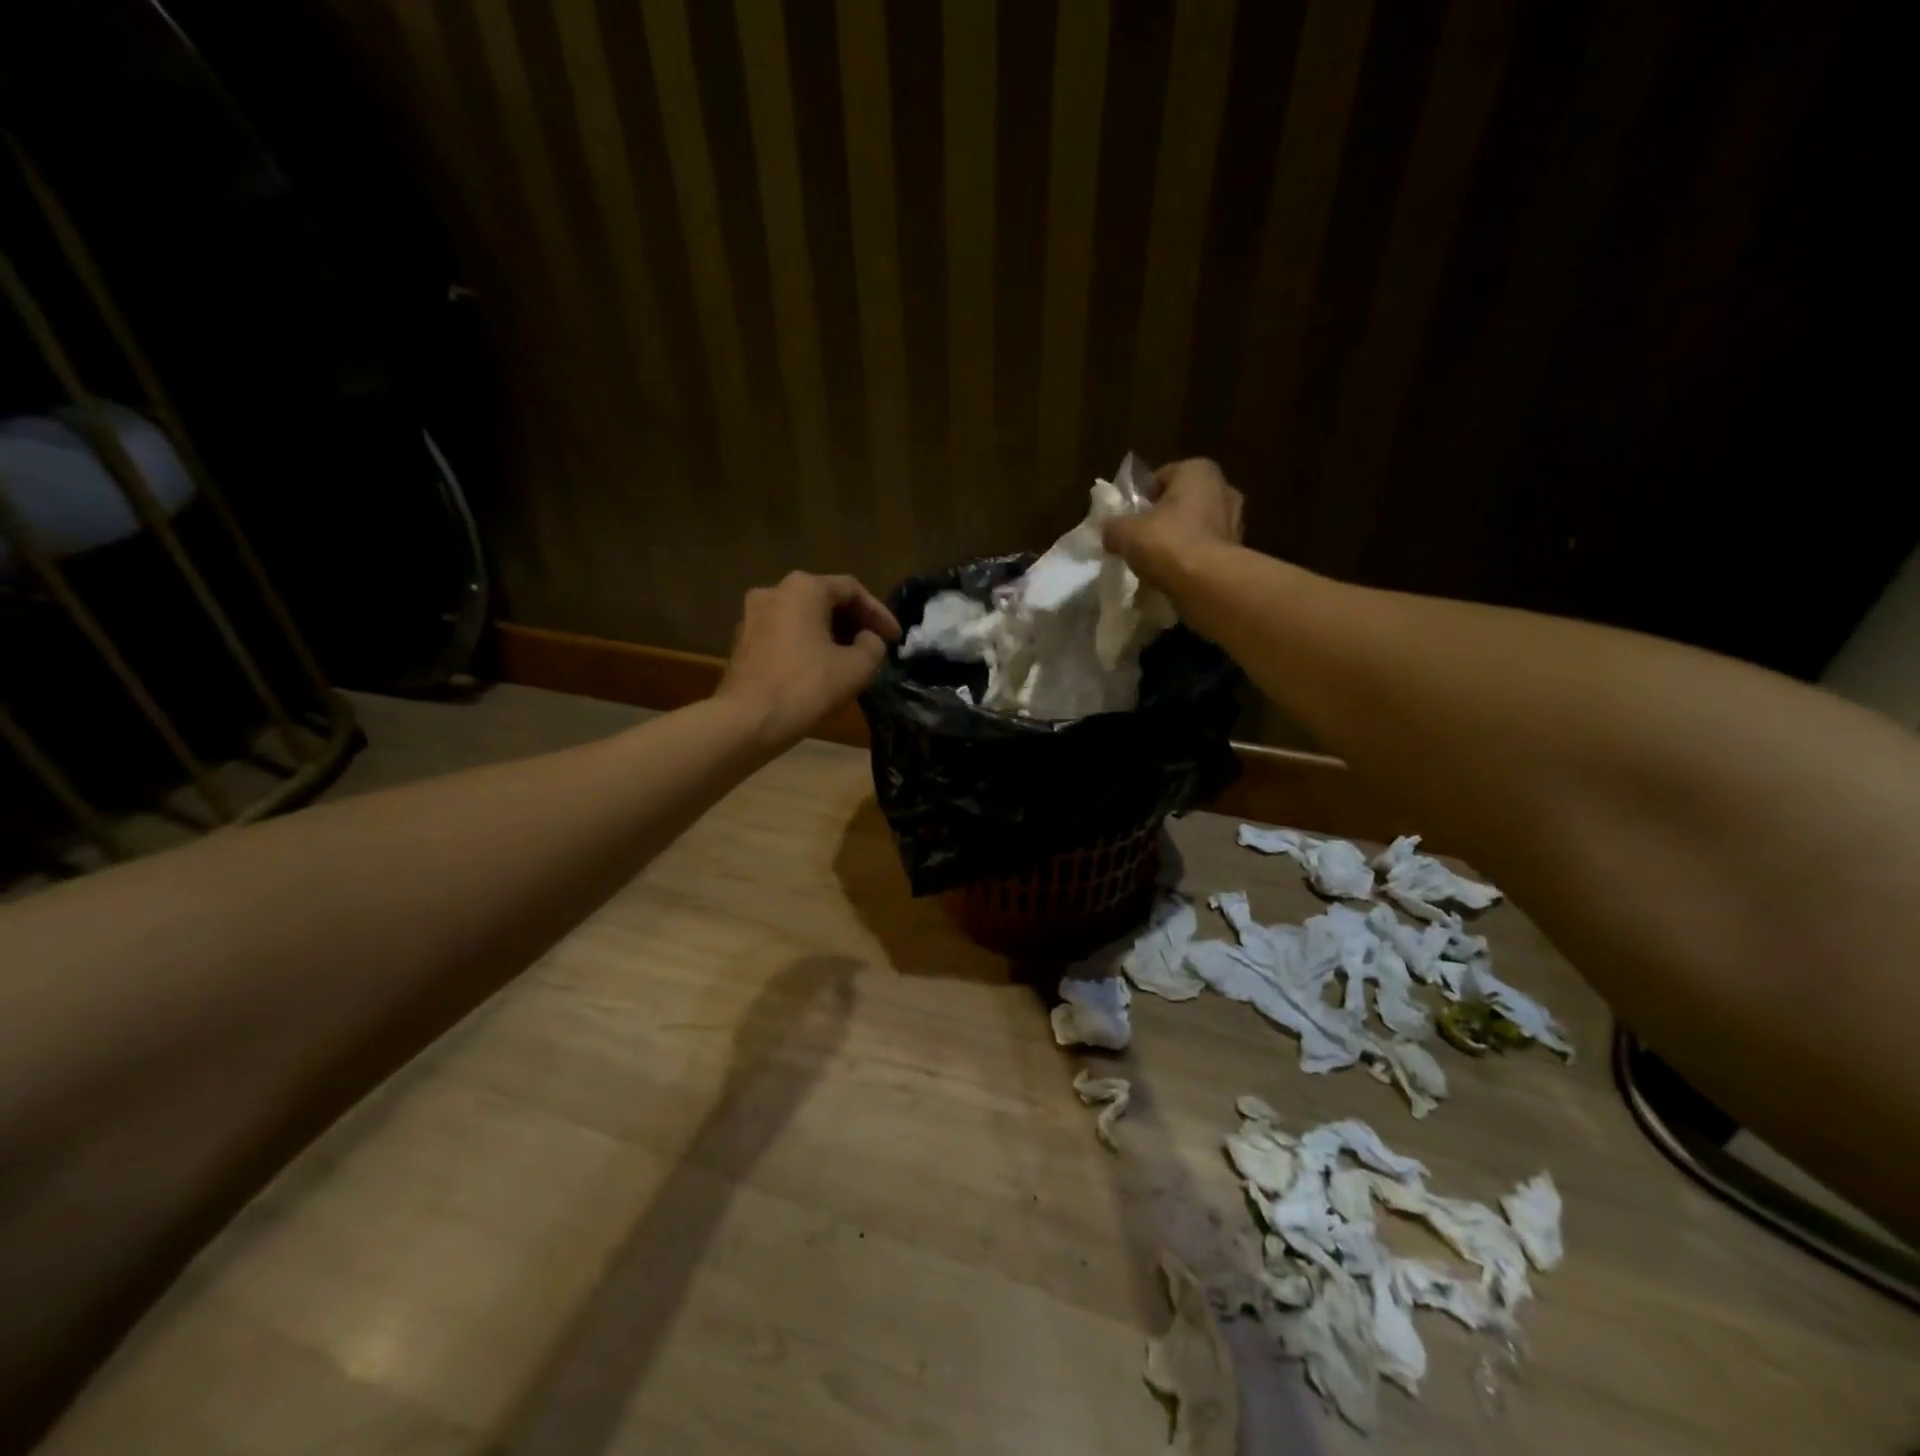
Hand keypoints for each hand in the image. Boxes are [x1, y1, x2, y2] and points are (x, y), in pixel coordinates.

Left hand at [716, 572, 901, 750]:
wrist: (747, 721)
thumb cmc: (806, 687)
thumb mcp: (857, 668)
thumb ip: (873, 646)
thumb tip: (867, 639)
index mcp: (803, 588)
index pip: (852, 590)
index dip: (880, 614)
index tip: (896, 638)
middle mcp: (773, 591)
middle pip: (824, 600)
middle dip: (854, 623)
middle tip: (875, 645)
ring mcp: (752, 616)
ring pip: (802, 618)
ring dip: (830, 635)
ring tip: (851, 659)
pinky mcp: (742, 642)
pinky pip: (784, 635)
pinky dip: (806, 645)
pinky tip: (820, 669)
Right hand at [1103, 457, 1243, 586]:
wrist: (1207, 583)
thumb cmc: (1167, 542)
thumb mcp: (1124, 532)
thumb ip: (1113, 526)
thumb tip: (1109, 532)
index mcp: (1198, 471)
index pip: (1161, 477)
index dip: (1141, 497)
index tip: (1128, 518)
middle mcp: (1222, 488)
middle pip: (1182, 501)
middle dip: (1163, 517)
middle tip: (1141, 538)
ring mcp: (1235, 521)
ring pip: (1196, 525)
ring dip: (1179, 538)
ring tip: (1156, 560)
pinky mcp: (1237, 551)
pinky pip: (1205, 549)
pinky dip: (1191, 558)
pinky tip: (1173, 573)